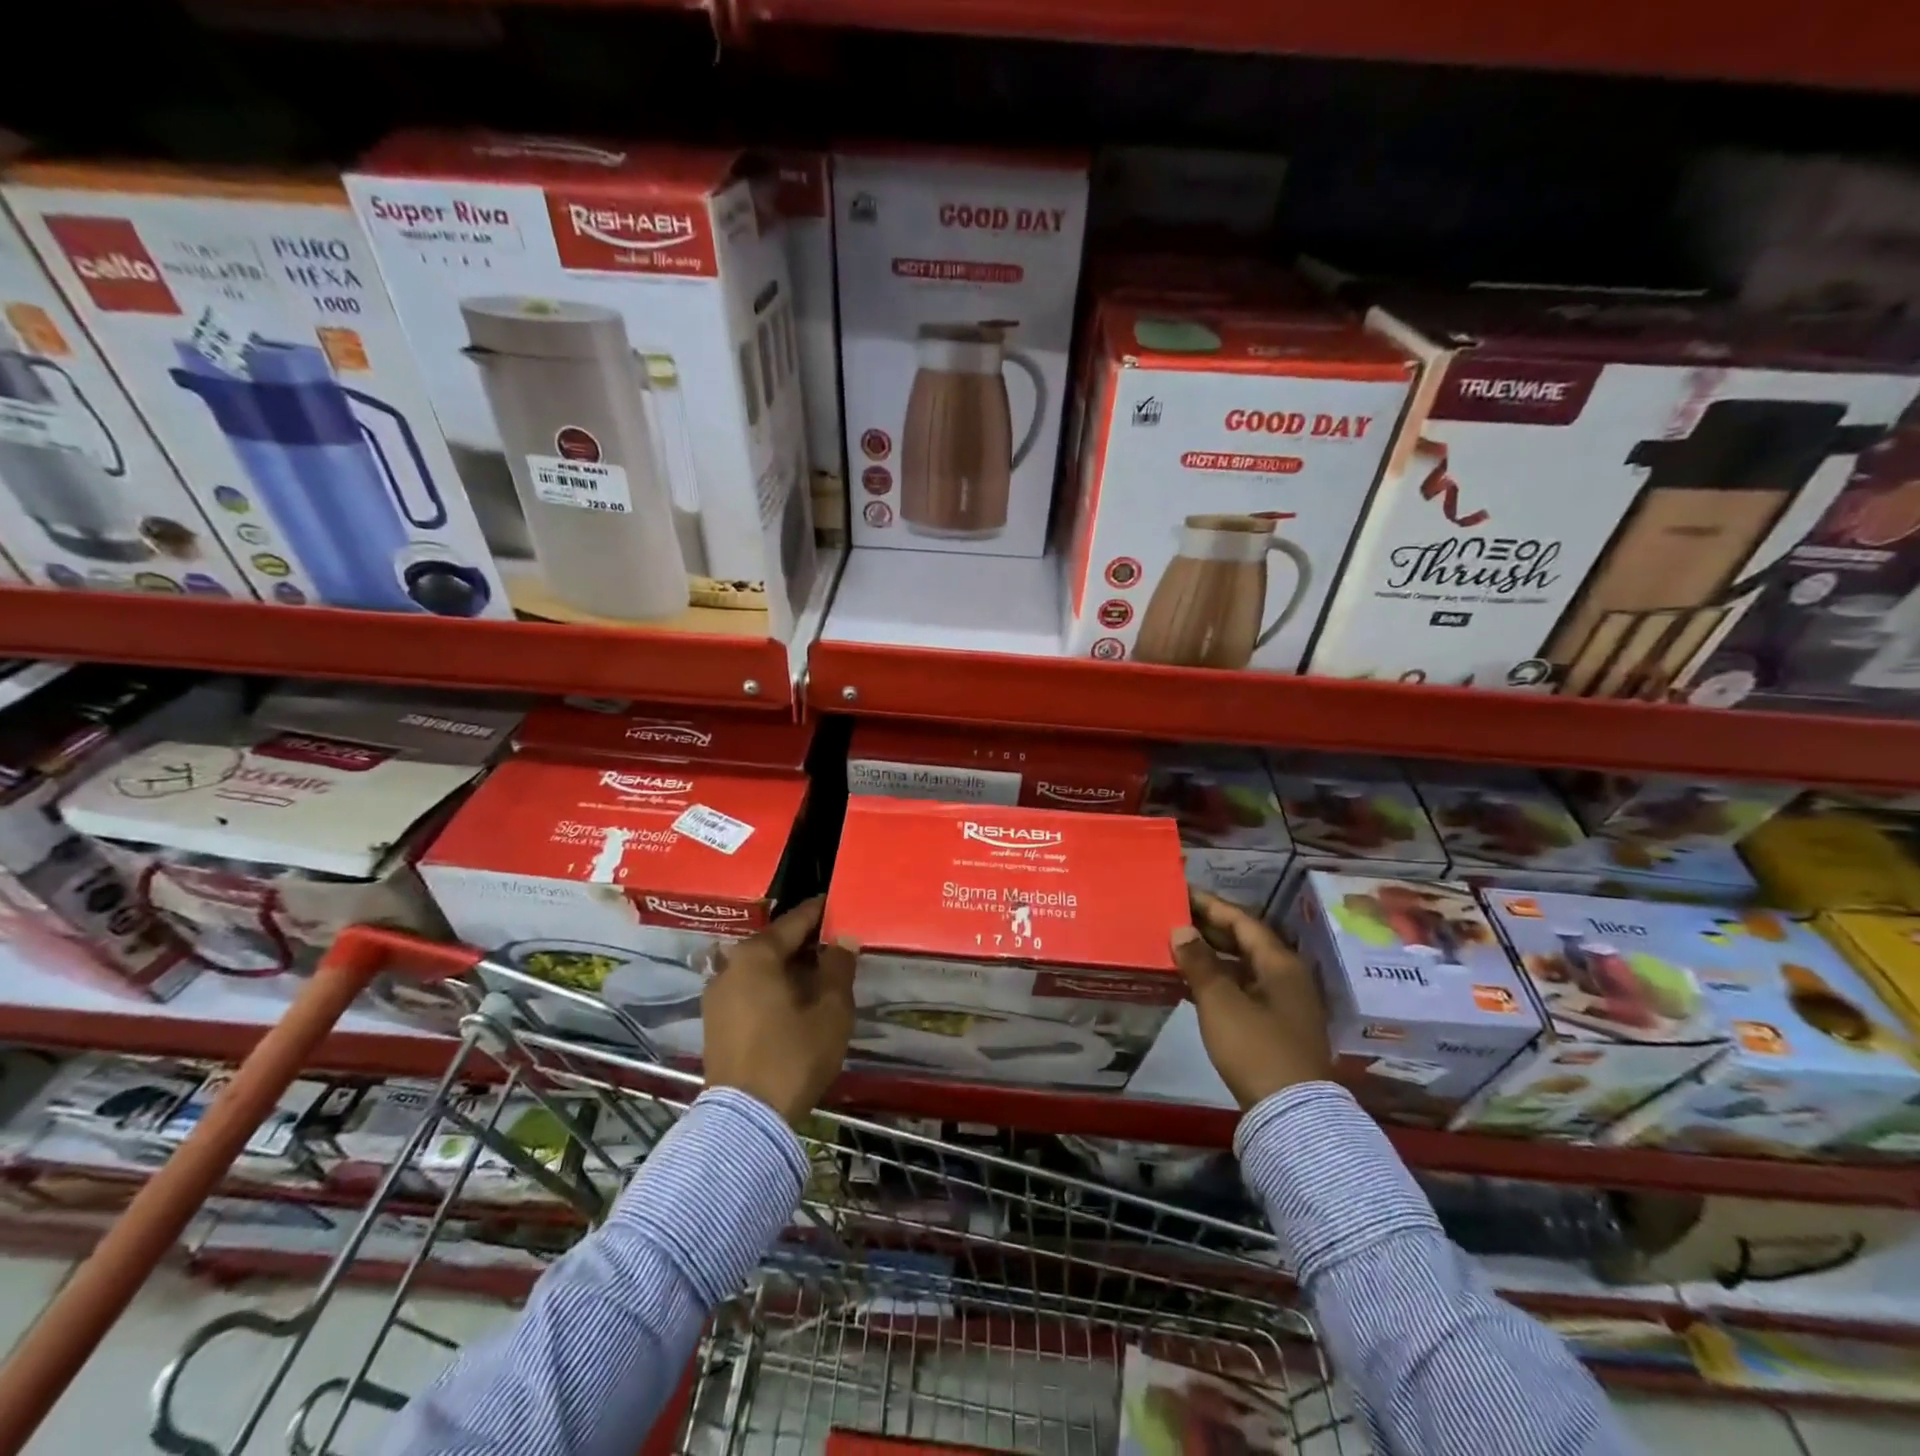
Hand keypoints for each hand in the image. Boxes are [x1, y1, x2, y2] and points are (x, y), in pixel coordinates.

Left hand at [703, 895, 856, 1124]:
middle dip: (807, 943)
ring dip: (790, 967)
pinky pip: (750, 989)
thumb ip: (839, 967)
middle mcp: (730, 965)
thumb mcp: (831, 1011)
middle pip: (775, 943)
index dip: (821, 913)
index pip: (796, 921)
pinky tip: (797, 1000)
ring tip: (822, 974)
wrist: (746, 1120)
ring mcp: (717, 994)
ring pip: (762, 968)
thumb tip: (843, 938)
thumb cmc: (793, 1056)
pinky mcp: (715, 1021)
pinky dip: (774, 987)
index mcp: (756, 954)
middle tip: (837, 945)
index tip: (841, 907)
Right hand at [1171, 892, 1332, 1108]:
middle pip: (1245, 942)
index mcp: (1280, 963)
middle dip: (1209, 929)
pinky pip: (1242, 990)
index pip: (1242, 921)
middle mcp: (1286, 977)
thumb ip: (1199, 963)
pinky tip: (1190, 984)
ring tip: (1176, 947)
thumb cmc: (1255, 1047)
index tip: (1182, 893)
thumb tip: (1181, 930)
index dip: (1211, 906)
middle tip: (1174, 916)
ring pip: (1242, 967)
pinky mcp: (1275, 1028)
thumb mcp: (1220, 1001)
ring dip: (1211, 956)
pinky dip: (1217, 982)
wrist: (1291, 1113)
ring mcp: (1283, 1004)